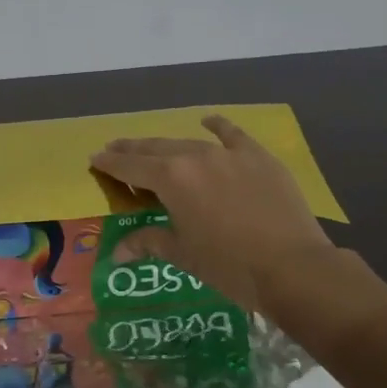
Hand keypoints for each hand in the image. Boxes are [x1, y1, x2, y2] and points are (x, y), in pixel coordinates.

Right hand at [89, 115, 341, 312]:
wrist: (291, 266)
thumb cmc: (228, 265)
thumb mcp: (182, 253)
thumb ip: (148, 242)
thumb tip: (116, 253)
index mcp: (171, 178)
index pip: (131, 166)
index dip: (111, 163)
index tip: (95, 158)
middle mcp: (196, 156)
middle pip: (156, 148)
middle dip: (133, 149)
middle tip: (115, 149)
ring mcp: (230, 153)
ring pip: (189, 142)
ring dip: (167, 144)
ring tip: (152, 146)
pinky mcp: (259, 157)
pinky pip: (233, 135)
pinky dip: (217, 127)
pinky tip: (208, 121)